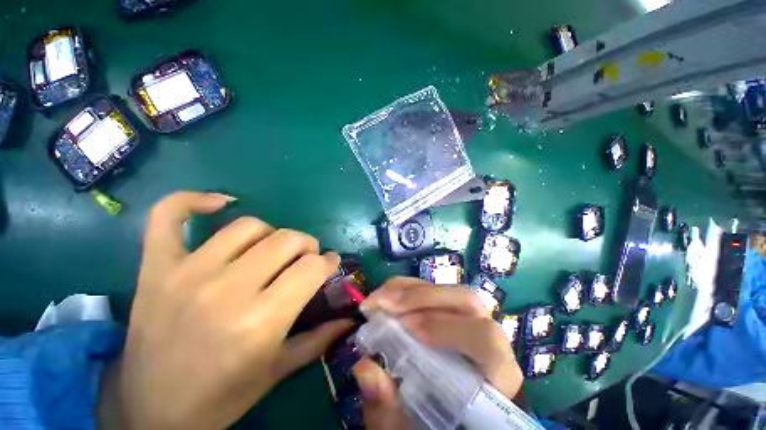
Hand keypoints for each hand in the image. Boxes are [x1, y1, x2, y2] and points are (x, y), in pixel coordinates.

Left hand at [99, 191, 352, 428]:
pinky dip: (192, 200)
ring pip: (248, 226)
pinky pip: (169, 216)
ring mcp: (187, 273)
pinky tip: (218, 203)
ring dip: (272, 233)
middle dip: (307, 245)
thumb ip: (319, 340)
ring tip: (271, 248)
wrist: (151, 411)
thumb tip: (350, 320)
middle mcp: (227, 290)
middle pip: (286, 239)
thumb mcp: (277, 371)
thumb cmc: (222, 396)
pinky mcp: (155, 268)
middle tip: (305, 258)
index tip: (330, 264)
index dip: (328, 262)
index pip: (312, 268)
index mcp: (261, 321)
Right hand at [353, 277, 523, 428]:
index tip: (405, 327)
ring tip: (378, 299)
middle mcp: (488, 337)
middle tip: (383, 305)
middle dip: (420, 298)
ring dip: (409, 290)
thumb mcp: (409, 427)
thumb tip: (365, 368)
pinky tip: (386, 296)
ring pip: (447, 290)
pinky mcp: (451, 311)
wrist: (452, 418)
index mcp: (495, 374)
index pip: (485, 340)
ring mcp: (470, 319)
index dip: (445, 327)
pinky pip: (432, 289)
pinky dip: (407, 288)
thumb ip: (390, 408)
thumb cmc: (437, 426)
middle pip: (465, 301)